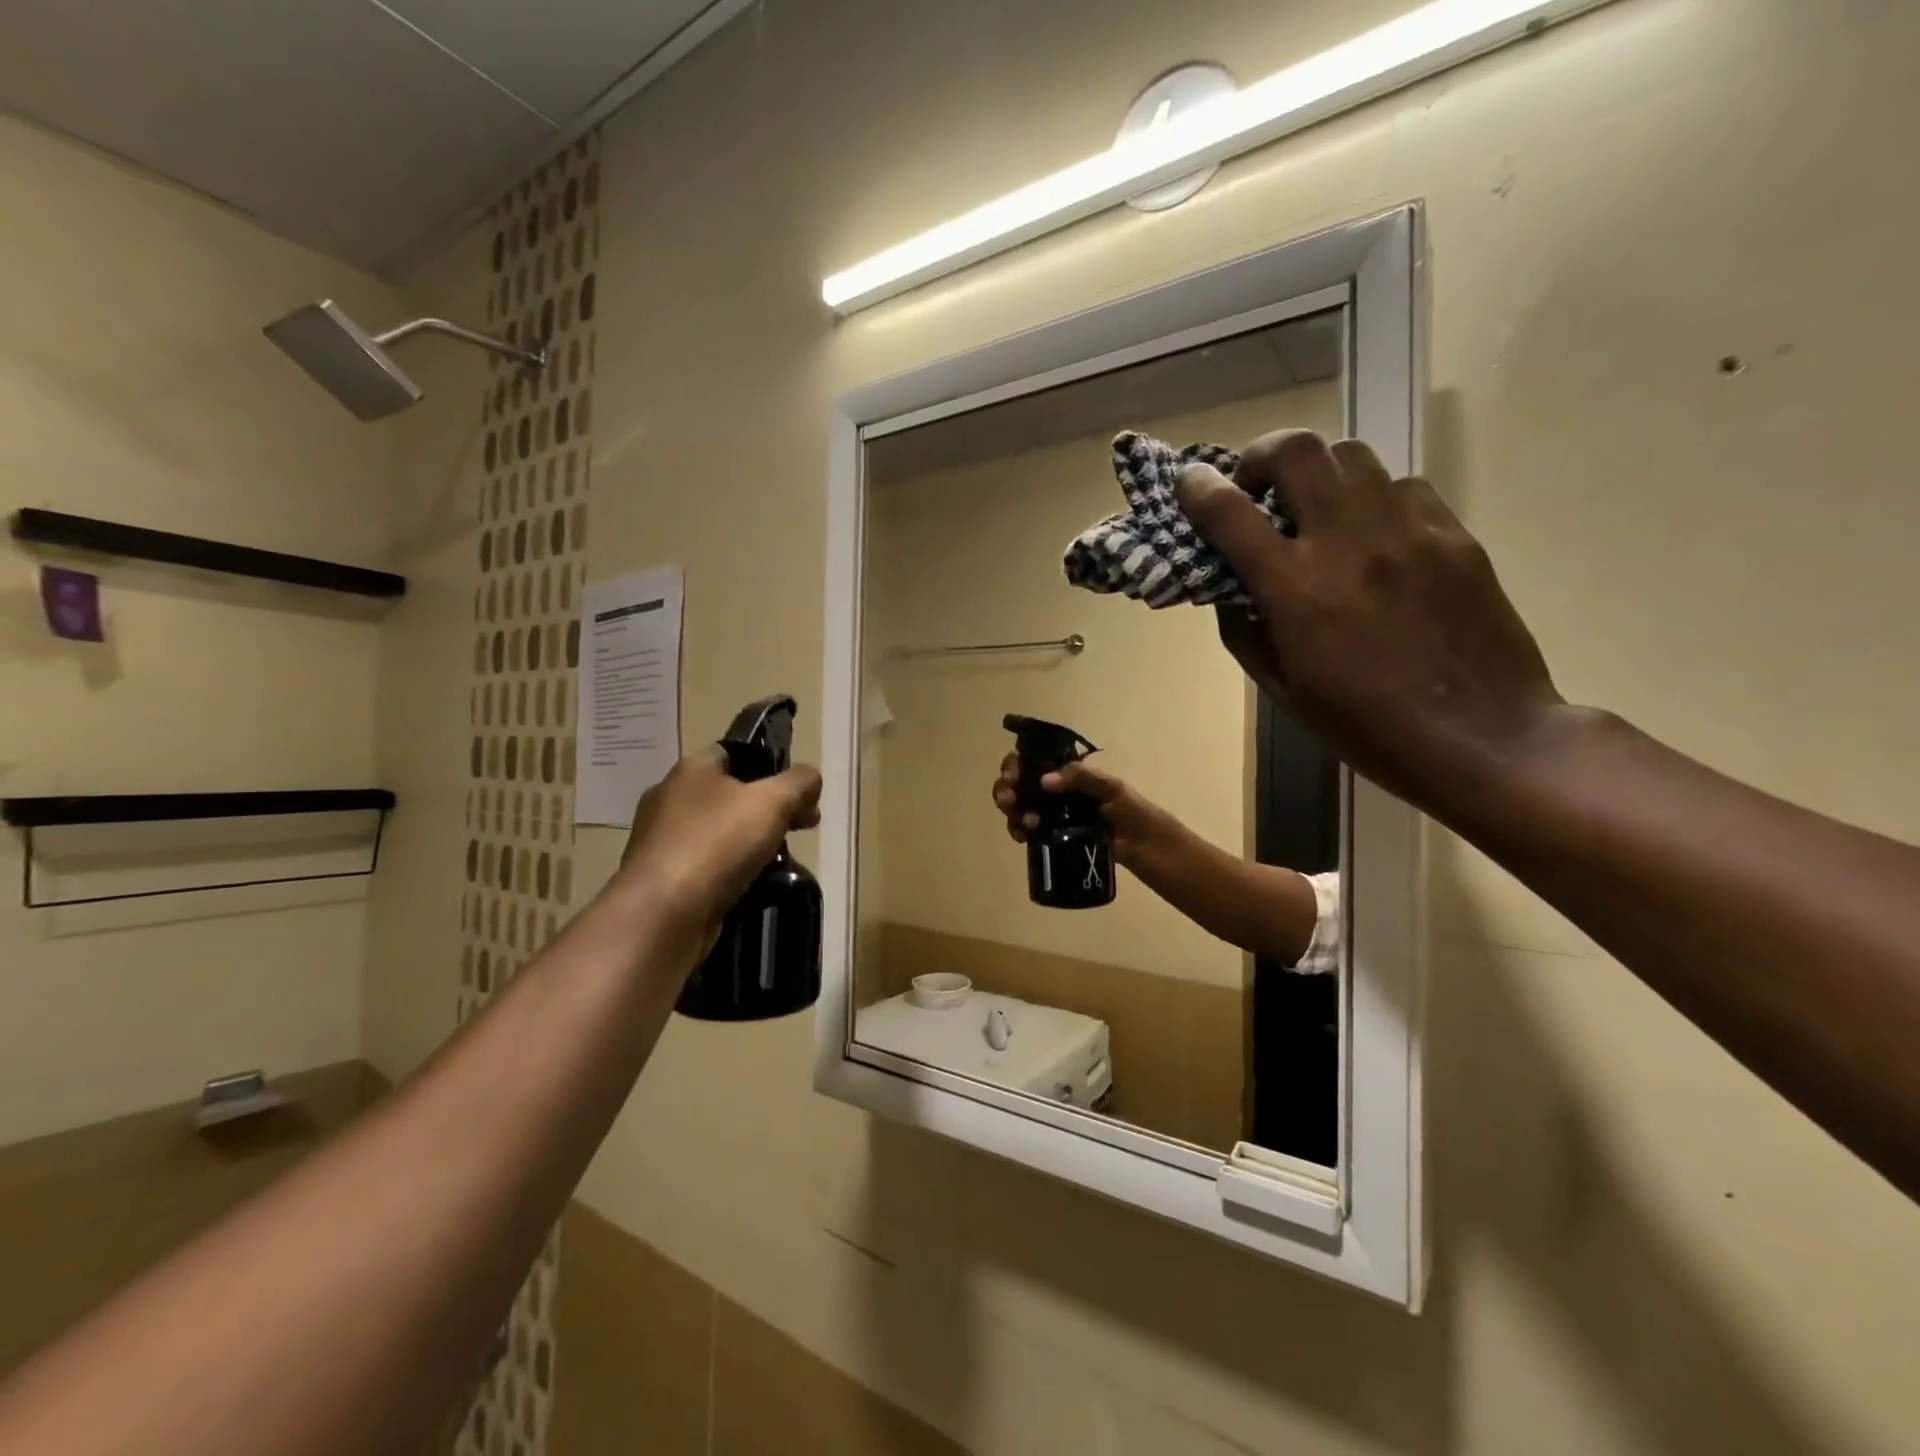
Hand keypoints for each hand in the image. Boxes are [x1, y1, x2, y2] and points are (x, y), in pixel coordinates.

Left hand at [621, 749, 822, 939]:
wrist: (662, 914)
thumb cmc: (717, 844)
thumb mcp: (773, 801)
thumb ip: (799, 782)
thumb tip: (810, 779)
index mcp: (692, 769)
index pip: (736, 753)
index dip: (773, 767)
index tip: (800, 794)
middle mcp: (671, 798)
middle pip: (732, 794)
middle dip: (770, 809)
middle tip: (802, 828)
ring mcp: (662, 839)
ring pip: (720, 831)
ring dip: (752, 842)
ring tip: (782, 861)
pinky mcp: (662, 877)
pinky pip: (707, 864)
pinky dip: (730, 871)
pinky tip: (752, 885)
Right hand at [992, 753, 1162, 863]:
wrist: (1142, 843)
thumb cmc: (1129, 808)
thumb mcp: (1109, 786)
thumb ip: (1080, 777)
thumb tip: (1044, 780)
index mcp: (1065, 773)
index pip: (1030, 761)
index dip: (1014, 765)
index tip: (1013, 776)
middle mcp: (1052, 790)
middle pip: (1016, 784)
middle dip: (1005, 789)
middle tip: (1009, 799)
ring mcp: (1049, 813)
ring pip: (1017, 807)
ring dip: (1012, 811)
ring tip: (1026, 822)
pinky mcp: (1050, 835)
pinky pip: (1025, 829)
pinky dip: (1018, 830)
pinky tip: (1023, 836)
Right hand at [1179, 430, 1564, 807]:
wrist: (1480, 736)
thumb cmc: (1363, 725)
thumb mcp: (1280, 688)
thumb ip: (1244, 629)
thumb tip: (1230, 587)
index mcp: (1294, 589)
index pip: (1229, 513)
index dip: (1198, 488)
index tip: (1189, 482)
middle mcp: (1347, 542)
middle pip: (1296, 450)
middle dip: (1260, 456)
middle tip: (1256, 486)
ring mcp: (1406, 530)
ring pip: (1351, 456)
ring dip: (1317, 473)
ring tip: (1315, 510)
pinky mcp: (1453, 534)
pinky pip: (1401, 488)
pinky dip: (1370, 499)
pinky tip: (1373, 537)